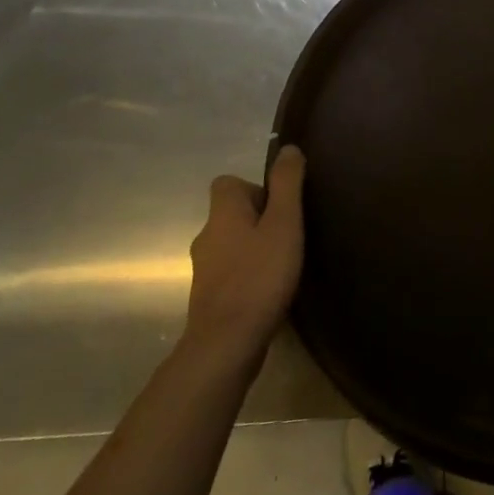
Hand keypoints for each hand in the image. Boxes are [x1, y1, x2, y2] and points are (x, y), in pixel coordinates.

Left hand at [184, 145, 304, 361]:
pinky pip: (231, 273)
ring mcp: (204, 271)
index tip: (280, 207)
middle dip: (259, 220)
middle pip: (231, 214)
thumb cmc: (259, 277)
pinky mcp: (209, 300)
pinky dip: (248, 275)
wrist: (226, 345)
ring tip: (283, 264)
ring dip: (254, 249)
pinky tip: (270, 291)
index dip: (255, 188)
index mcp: (222, 214)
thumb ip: (287, 184)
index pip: (228, 183)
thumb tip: (289, 148)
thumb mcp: (283, 224)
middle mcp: (206, 237)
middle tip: (289, 236)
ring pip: (232, 245)